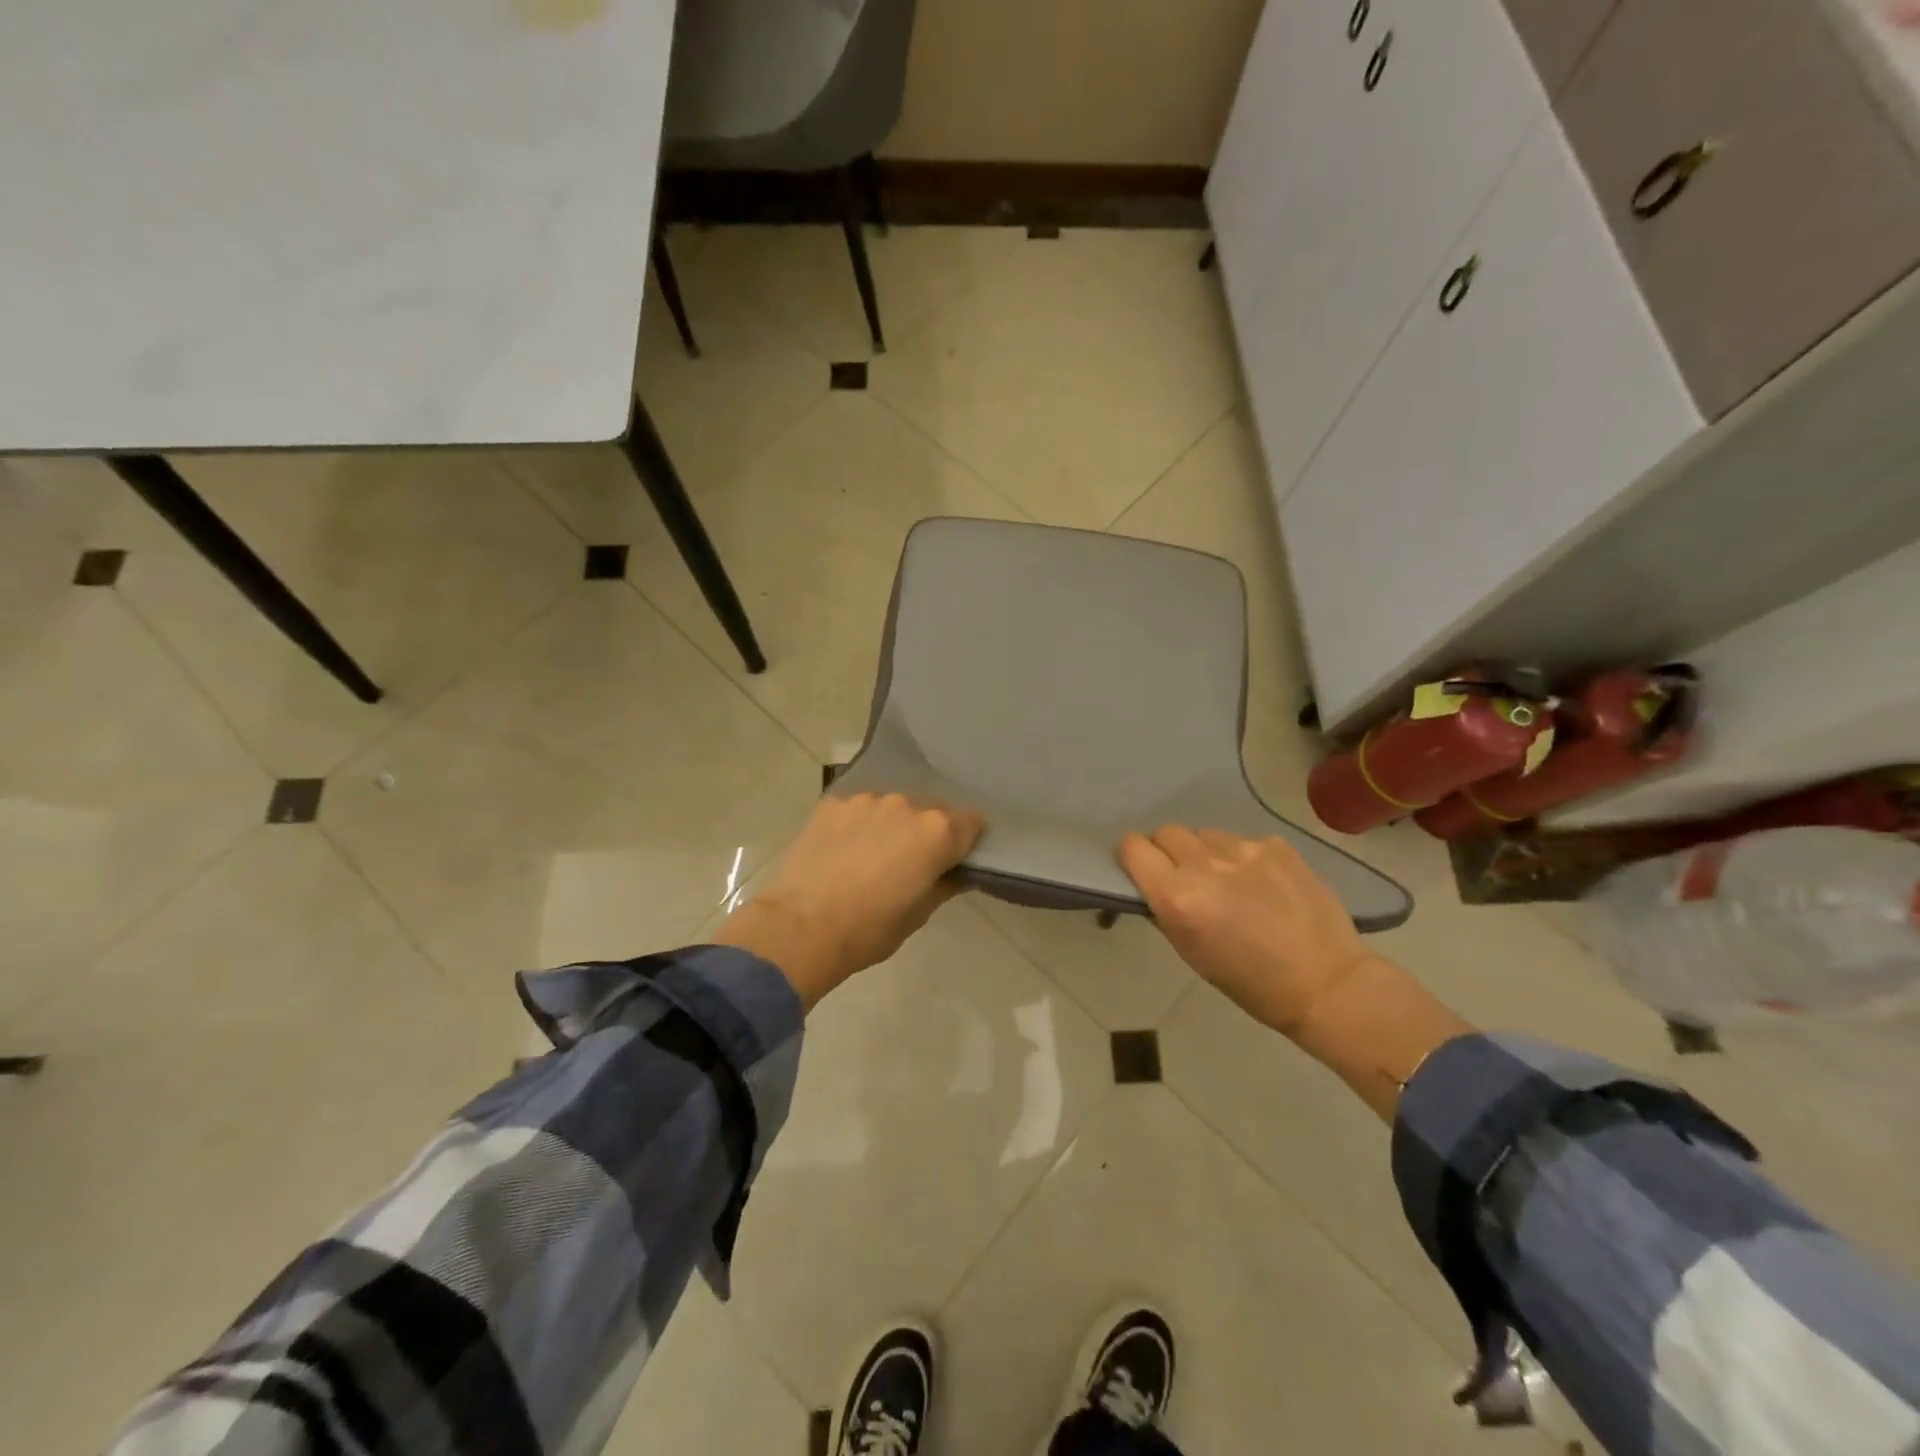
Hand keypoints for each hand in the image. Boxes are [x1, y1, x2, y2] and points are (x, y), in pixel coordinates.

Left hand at [714, 793, 983, 1008]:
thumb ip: (945, 885)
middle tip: (909, 863)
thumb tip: (958, 872)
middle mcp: (906, 804)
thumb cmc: (869, 930)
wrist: (800, 927)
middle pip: (930, 810)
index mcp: (937, 832)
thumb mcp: (918, 916)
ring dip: (890, 825)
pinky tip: (842, 850)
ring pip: (891, 807)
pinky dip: (857, 825)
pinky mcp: (833, 803)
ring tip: (870, 856)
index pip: (971, 822)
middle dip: (926, 832)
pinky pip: (857, 810)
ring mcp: (866, 800)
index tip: (955, 858)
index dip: (966, 841)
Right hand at [1118, 826, 1373, 1036]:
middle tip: (1185, 876)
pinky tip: (1262, 884)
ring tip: (1229, 881)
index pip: (1132, 847)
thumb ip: (1166, 907)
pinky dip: (1242, 857)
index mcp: (1177, 896)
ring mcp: (1244, 849)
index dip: (1132, 856)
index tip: (1141, 869)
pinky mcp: (1276, 844)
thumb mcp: (1190, 951)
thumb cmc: (1250, 982)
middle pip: (1167, 832)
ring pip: (1205, 834)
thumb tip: (1155, 882)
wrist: (1326, 983)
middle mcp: (1205, 864)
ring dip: (1205, 852)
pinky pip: (1242, 840)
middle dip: (1167, 851)